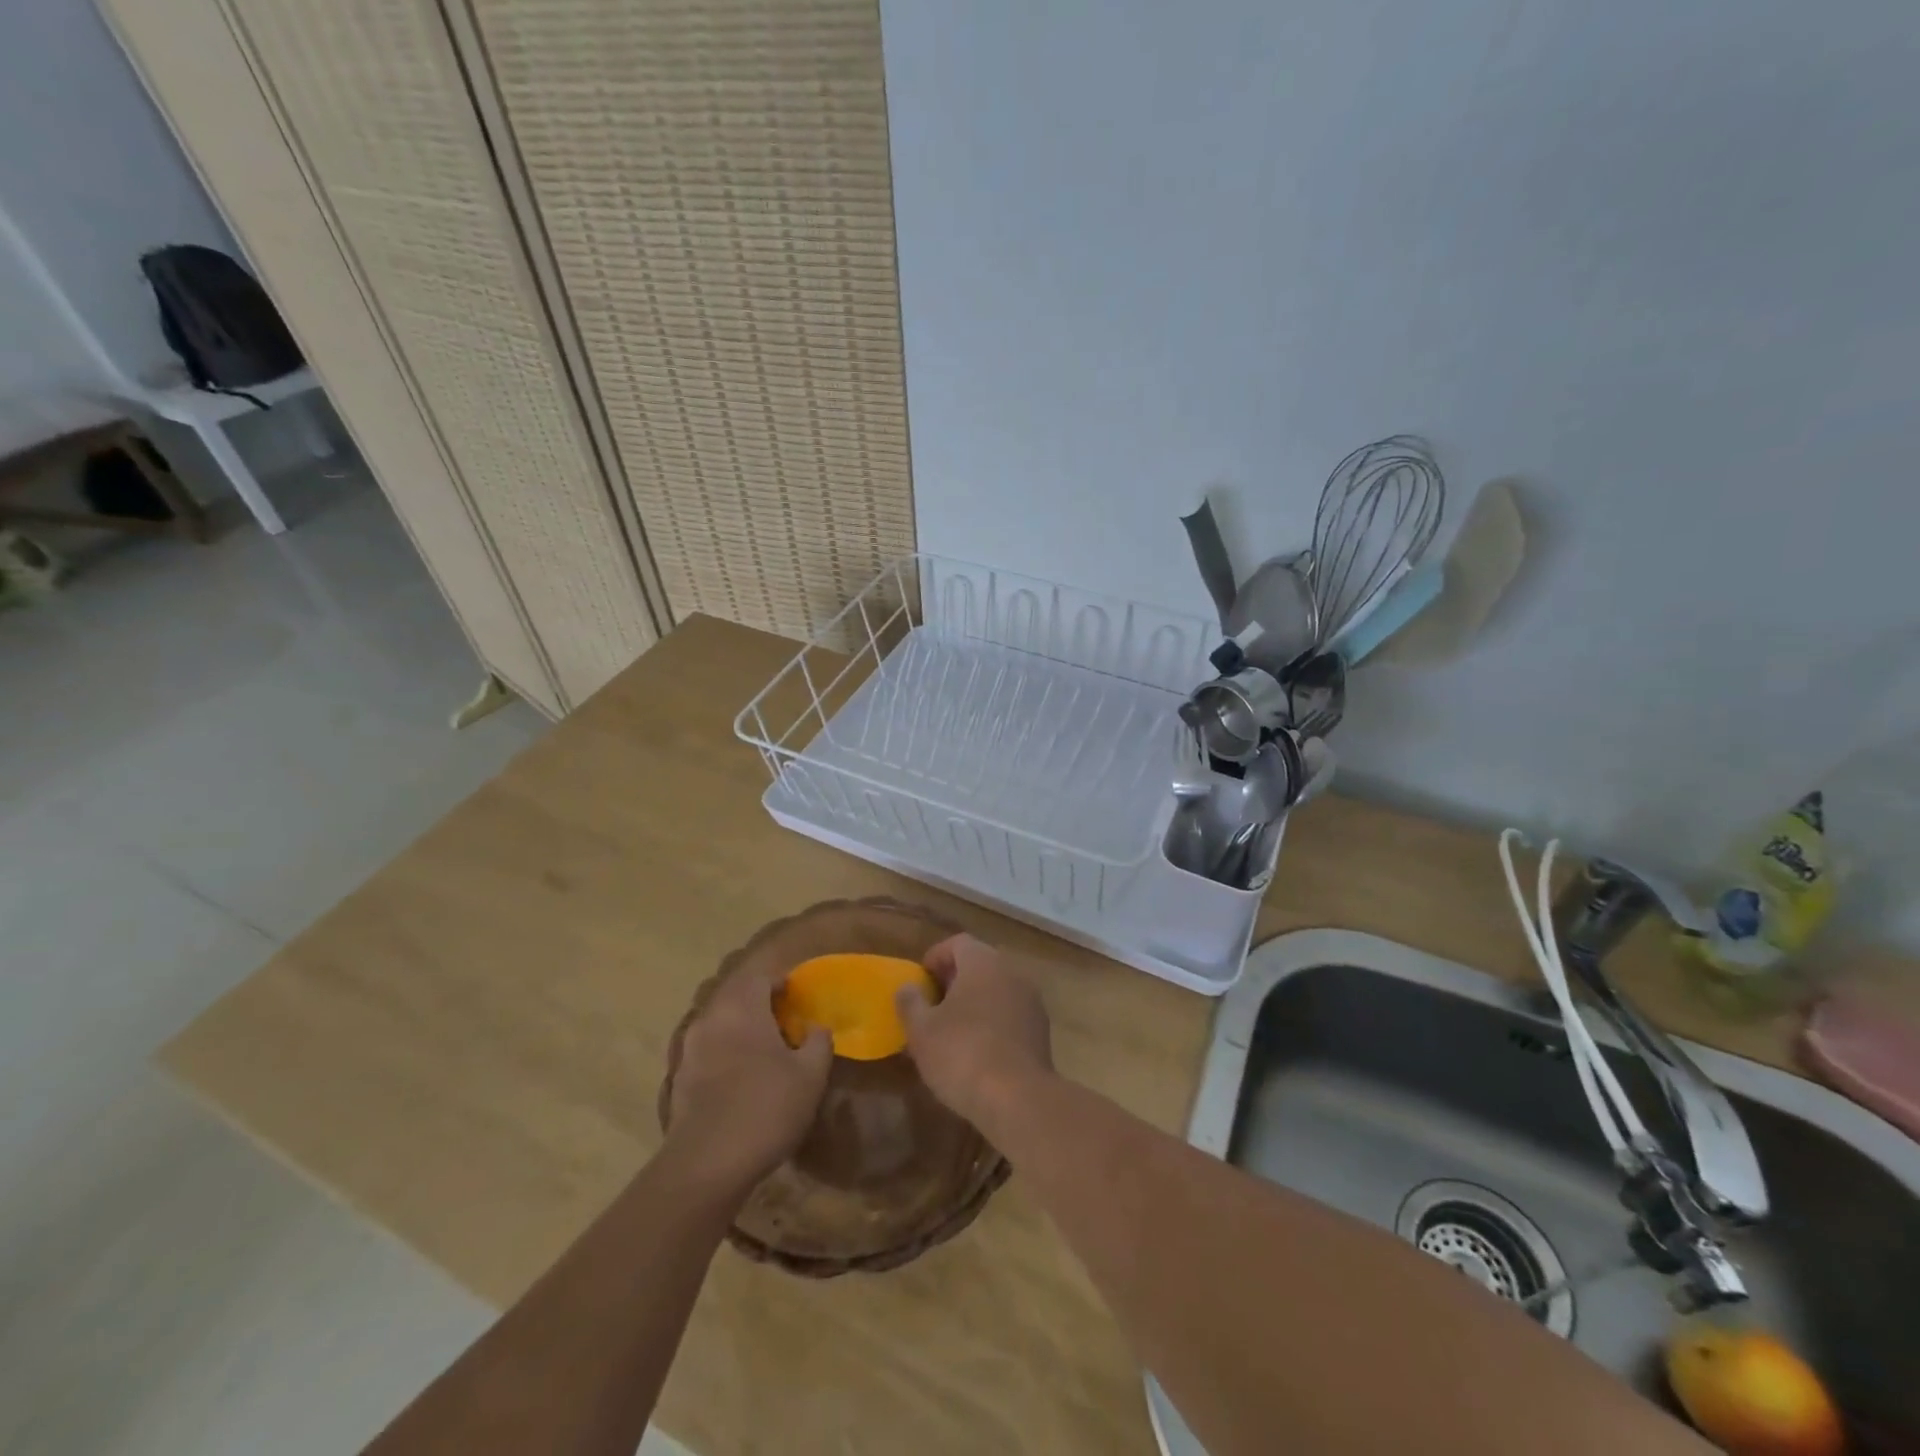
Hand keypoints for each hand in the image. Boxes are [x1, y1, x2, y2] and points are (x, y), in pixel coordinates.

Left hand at [666, 966, 831, 1193]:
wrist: (706, 1166)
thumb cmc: (766, 1108)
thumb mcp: (811, 1075)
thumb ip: (819, 1042)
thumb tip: (817, 1027)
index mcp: (742, 1007)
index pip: (760, 978)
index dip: (781, 983)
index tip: (799, 998)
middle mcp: (711, 1019)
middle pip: (736, 998)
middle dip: (760, 1005)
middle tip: (785, 1024)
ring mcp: (690, 1050)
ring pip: (720, 1025)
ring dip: (741, 1030)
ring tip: (765, 1053)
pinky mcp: (679, 1080)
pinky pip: (708, 1052)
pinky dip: (725, 1055)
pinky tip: (742, 1081)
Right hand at [897, 934, 1052, 1124]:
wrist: (1018, 1098)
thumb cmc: (962, 1054)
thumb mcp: (921, 1031)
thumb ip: (910, 1002)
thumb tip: (907, 987)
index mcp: (983, 962)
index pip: (957, 943)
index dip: (935, 957)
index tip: (920, 982)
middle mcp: (1011, 972)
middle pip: (979, 964)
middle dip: (954, 981)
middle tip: (932, 1006)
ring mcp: (1031, 1000)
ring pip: (996, 990)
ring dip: (974, 1003)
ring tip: (951, 1031)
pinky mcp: (1041, 1030)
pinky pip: (1010, 1014)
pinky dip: (992, 1022)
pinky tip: (976, 1051)